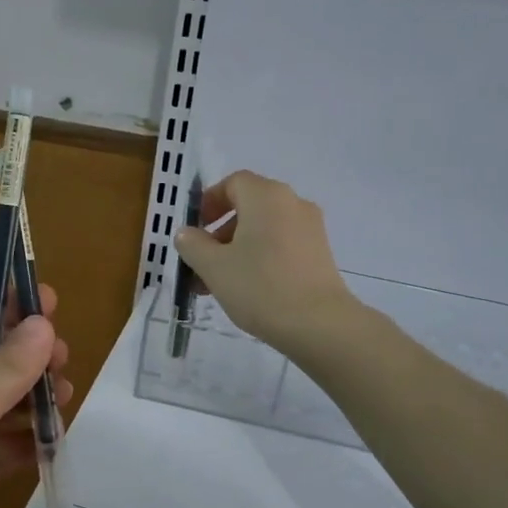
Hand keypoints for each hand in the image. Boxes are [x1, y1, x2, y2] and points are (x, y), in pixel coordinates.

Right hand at [174, 171, 356, 357]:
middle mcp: (292, 203)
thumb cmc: (260, 287)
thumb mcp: (213, 266)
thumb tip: (187, 233)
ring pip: (264, 229)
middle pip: (249, 207)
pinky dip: (260, 258)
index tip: (194, 228)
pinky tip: (247, 289)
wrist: (319, 325)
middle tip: (201, 261)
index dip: (210, 201)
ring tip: (218, 283)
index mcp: (266, 196)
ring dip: (237, 249)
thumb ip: (193, 244)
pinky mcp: (320, 254)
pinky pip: (282, 245)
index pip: (233, 182)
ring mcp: (311, 229)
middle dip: (220, 232)